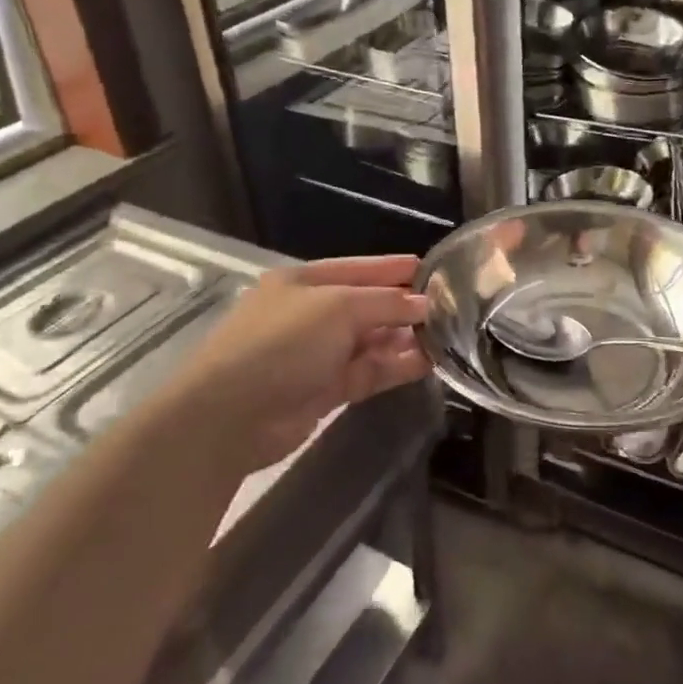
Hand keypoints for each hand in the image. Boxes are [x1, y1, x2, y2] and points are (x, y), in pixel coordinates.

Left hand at [160, 255, 430, 474]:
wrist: (231, 415)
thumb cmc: (281, 343)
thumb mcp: (337, 308)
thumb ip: (386, 303)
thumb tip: (425, 306)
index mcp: (303, 282)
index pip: (358, 269)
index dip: (393, 268)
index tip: (432, 269)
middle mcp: (311, 314)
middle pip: (367, 305)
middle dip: (405, 307)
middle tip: (451, 308)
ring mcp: (317, 354)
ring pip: (371, 341)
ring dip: (405, 339)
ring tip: (448, 337)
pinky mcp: (325, 390)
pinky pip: (368, 371)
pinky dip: (395, 366)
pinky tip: (427, 363)